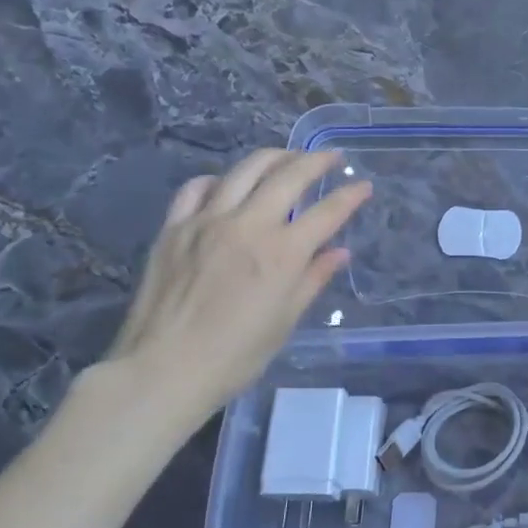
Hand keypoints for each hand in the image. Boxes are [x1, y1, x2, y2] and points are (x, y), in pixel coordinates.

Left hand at [99, 149, 370, 433]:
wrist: (163, 369)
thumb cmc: (235, 355)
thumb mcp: (284, 321)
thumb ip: (313, 279)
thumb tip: (339, 252)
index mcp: (282, 253)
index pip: (327, 212)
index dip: (350, 196)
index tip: (364, 186)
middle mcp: (248, 225)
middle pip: (289, 175)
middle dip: (316, 161)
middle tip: (331, 157)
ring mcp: (207, 221)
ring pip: (244, 170)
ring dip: (273, 157)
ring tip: (287, 158)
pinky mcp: (174, 227)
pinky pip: (197, 188)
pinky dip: (219, 180)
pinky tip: (227, 185)